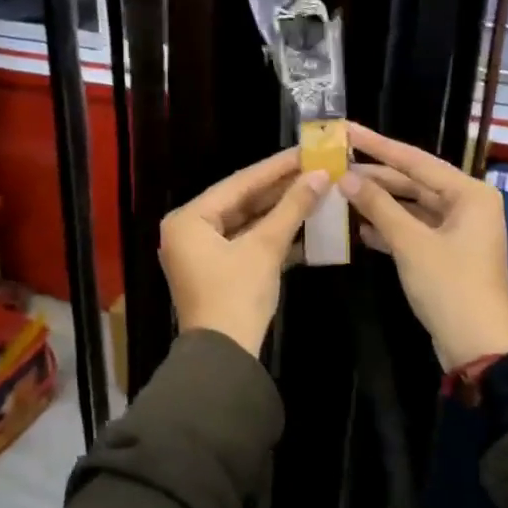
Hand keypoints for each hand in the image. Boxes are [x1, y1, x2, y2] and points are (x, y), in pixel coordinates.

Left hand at [160, 149, 330, 357]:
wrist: (225, 357)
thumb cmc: (237, 295)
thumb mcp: (265, 247)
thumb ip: (292, 208)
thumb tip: (320, 176)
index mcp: (188, 219)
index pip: (238, 183)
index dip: (276, 167)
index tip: (305, 151)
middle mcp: (188, 231)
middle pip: (241, 201)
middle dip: (280, 189)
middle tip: (314, 169)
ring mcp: (201, 253)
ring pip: (246, 223)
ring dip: (279, 213)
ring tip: (315, 191)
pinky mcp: (217, 272)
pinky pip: (246, 243)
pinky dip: (272, 237)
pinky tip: (304, 226)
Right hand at [339, 123, 507, 371]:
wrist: (477, 345)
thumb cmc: (449, 287)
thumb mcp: (411, 244)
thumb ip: (379, 206)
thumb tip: (347, 178)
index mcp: (469, 194)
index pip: (416, 160)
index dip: (378, 145)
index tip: (347, 130)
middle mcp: (467, 205)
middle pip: (414, 182)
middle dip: (376, 176)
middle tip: (336, 163)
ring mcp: (457, 230)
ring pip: (412, 206)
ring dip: (379, 203)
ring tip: (340, 192)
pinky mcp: (446, 253)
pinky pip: (413, 229)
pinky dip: (389, 228)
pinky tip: (359, 227)